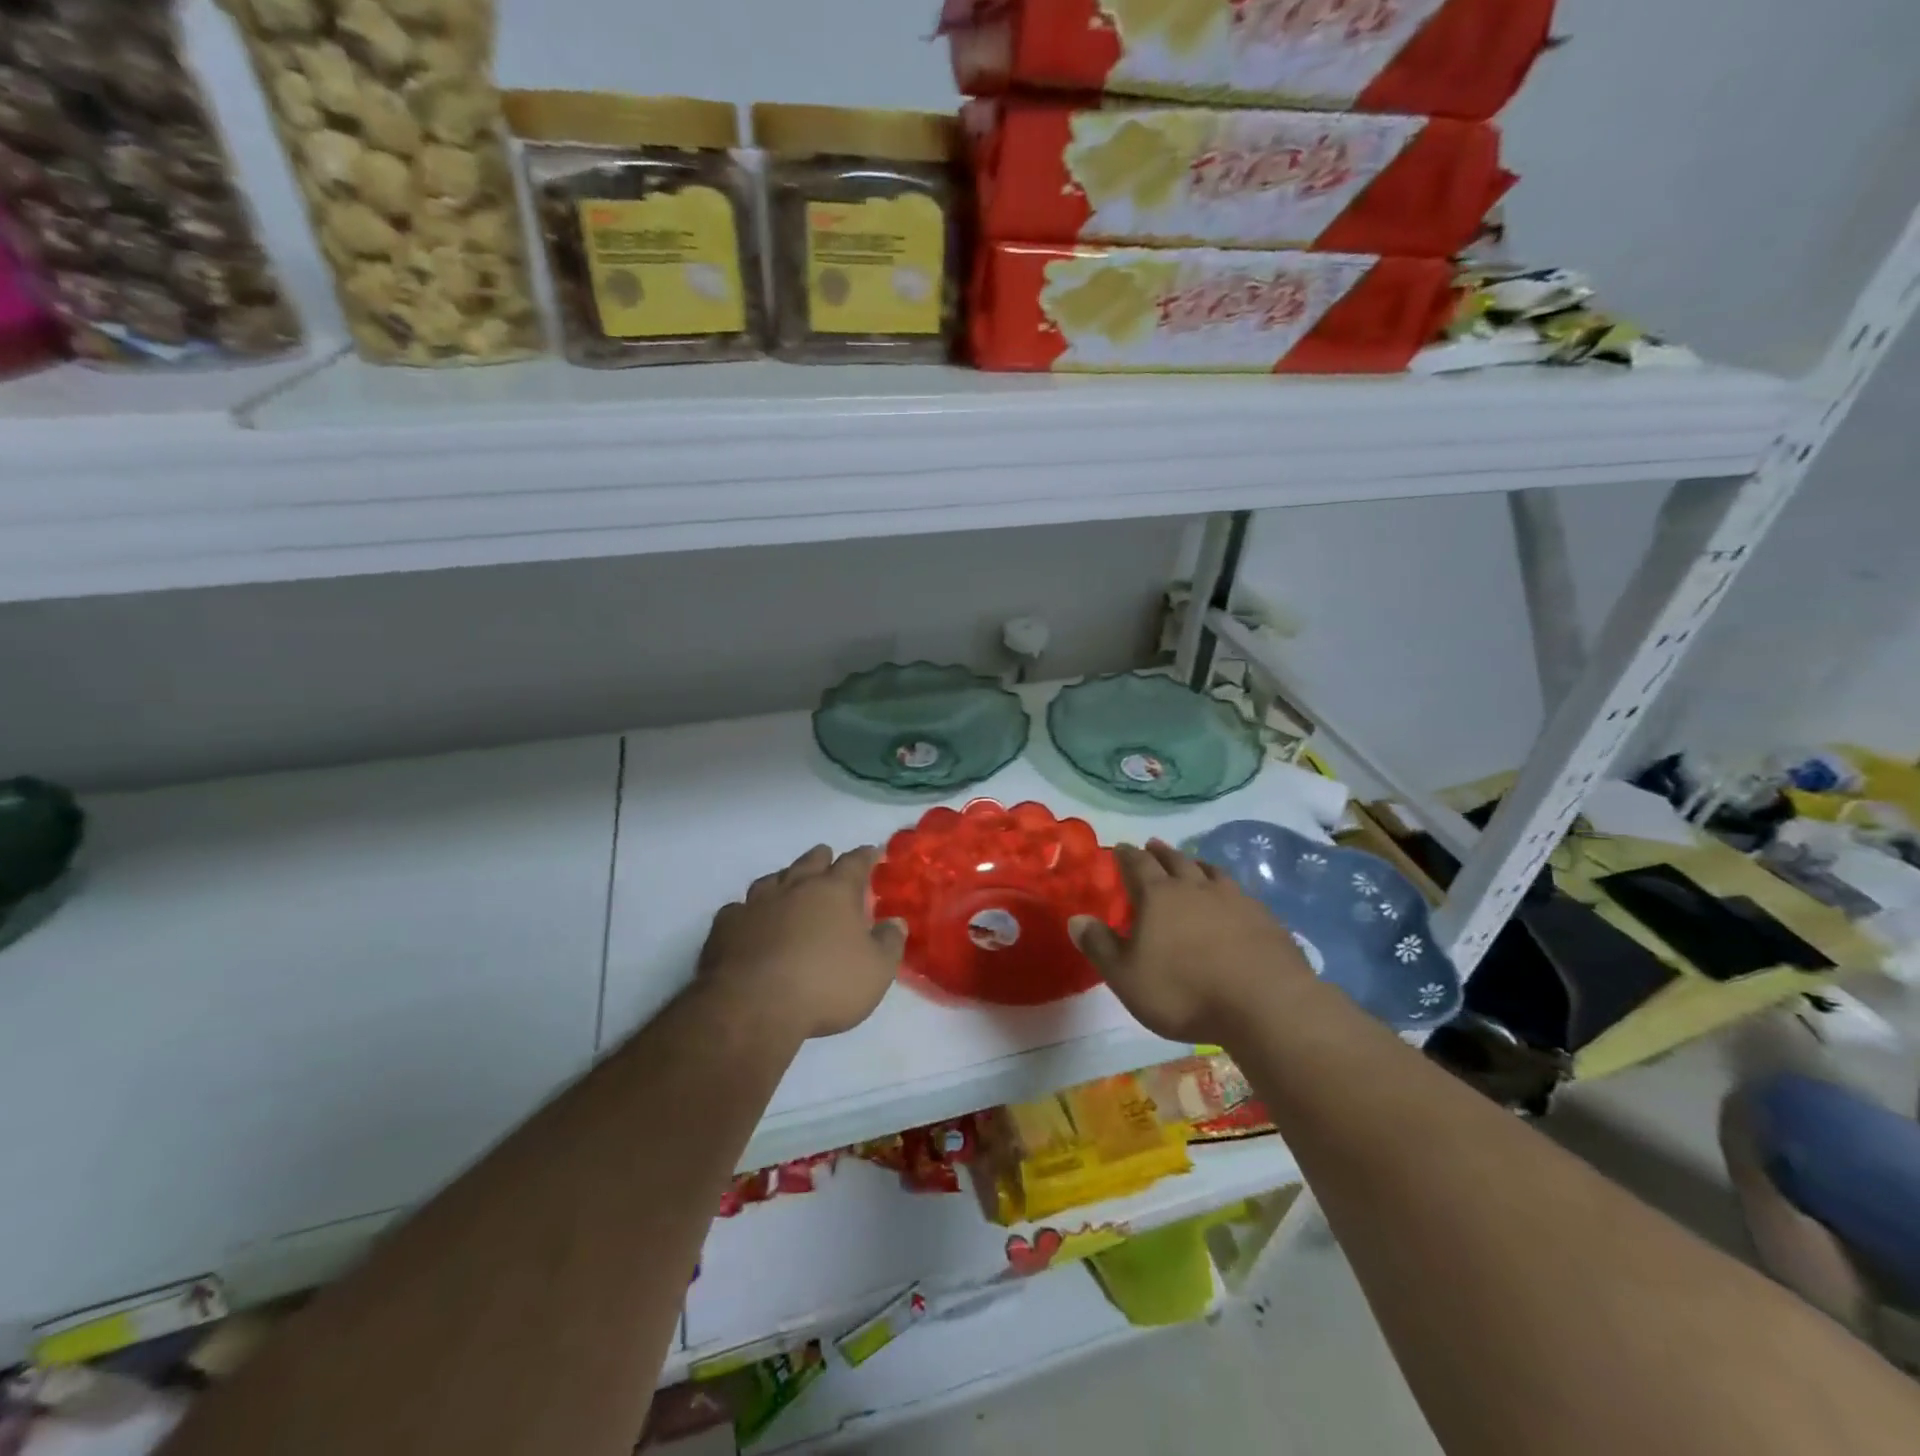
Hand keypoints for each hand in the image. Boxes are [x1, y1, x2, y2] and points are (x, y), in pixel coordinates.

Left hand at [699, 845, 907, 1041]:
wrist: (754, 1006)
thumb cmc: (825, 985)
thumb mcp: (876, 971)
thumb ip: (889, 943)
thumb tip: (896, 922)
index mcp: (834, 891)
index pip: (854, 863)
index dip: (866, 856)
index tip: (872, 852)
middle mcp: (795, 887)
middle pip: (810, 861)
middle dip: (822, 858)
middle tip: (828, 859)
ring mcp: (756, 904)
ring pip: (772, 879)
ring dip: (783, 879)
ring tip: (788, 885)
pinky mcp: (726, 926)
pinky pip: (738, 909)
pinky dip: (748, 911)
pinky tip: (748, 921)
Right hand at [1070, 841, 1316, 1046]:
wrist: (1265, 1004)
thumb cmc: (1184, 992)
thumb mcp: (1127, 977)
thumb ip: (1100, 946)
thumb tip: (1075, 919)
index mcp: (1159, 896)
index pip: (1138, 865)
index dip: (1127, 856)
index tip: (1121, 849)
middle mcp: (1195, 887)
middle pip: (1175, 860)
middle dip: (1160, 852)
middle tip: (1152, 845)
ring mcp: (1234, 899)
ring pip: (1211, 871)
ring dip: (1197, 863)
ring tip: (1192, 862)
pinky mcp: (1265, 918)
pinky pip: (1240, 892)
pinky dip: (1227, 888)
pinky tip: (1232, 899)